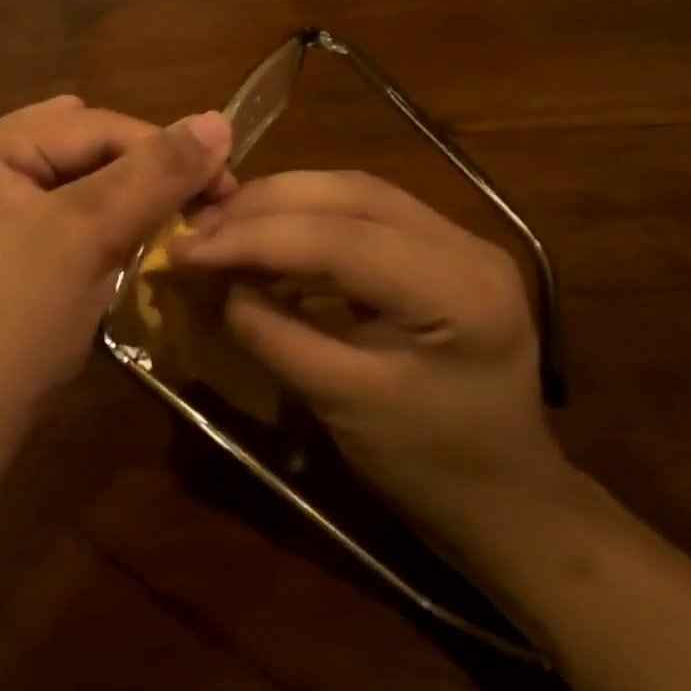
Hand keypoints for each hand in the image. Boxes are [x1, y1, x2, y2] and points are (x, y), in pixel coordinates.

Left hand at [0, 96, 232, 461]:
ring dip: (129, 195)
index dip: (168, 149)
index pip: (96, 125)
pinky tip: (128, 238)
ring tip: (172, 217)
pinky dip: (103, 219)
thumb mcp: (90, 235)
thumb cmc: (20, 320)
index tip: (228, 183)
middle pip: (85, 147)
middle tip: (203, 202)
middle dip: (145, 171)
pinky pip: (63, 210)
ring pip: (79, 179)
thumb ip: (156, 174)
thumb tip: (218, 121)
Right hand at [169, 170, 563, 544]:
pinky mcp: (444, 250)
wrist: (507, 497)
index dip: (254, 237)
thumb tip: (218, 283)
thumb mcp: (343, 404)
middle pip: (350, 194)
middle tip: (196, 228)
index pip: (341, 238)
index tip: (183, 247)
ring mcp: (461, 240)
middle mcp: (467, 244)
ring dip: (282, 203)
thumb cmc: (430, 468)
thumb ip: (276, 335)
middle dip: (263, 205)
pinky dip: (308, 218)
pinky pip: (365, 214)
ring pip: (355, 192)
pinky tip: (269, 236)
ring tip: (221, 225)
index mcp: (459, 289)